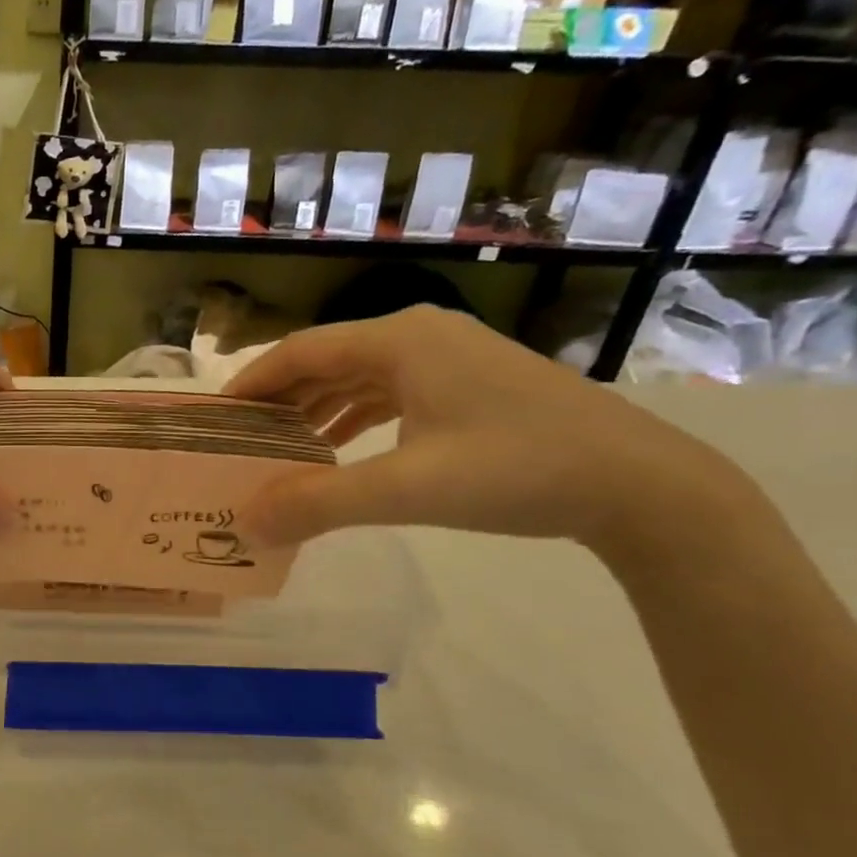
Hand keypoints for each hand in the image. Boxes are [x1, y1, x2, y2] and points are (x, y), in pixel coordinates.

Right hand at [222, 306, 751, 551]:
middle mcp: (419, 335)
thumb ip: (320, 503)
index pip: (300, 351)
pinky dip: (355, 417)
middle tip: (241, 440)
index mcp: (399, 340)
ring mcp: (449, 357)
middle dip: (280, 400)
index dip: (251, 383)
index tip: (215, 418)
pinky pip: (390, 392)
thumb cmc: (517, 471)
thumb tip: (247, 521)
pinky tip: (340, 448)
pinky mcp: (469, 383)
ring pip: (358, 377)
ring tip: (280, 449)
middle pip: (326, 360)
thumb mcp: (408, 490)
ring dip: (316, 410)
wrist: (641, 483)